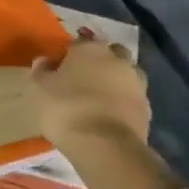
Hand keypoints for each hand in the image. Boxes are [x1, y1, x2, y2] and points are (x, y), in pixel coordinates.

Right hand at [30, 39, 149, 153]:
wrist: (104, 145)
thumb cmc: (66, 109)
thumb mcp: (41, 89)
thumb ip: (42, 71)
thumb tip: (44, 60)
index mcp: (90, 49)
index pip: (80, 43)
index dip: (70, 55)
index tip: (60, 69)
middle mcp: (117, 59)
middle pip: (110, 54)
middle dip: (100, 62)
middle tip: (84, 80)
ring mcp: (136, 83)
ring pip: (126, 75)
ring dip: (116, 82)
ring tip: (100, 100)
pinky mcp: (147, 108)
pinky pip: (132, 99)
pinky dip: (123, 103)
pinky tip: (110, 116)